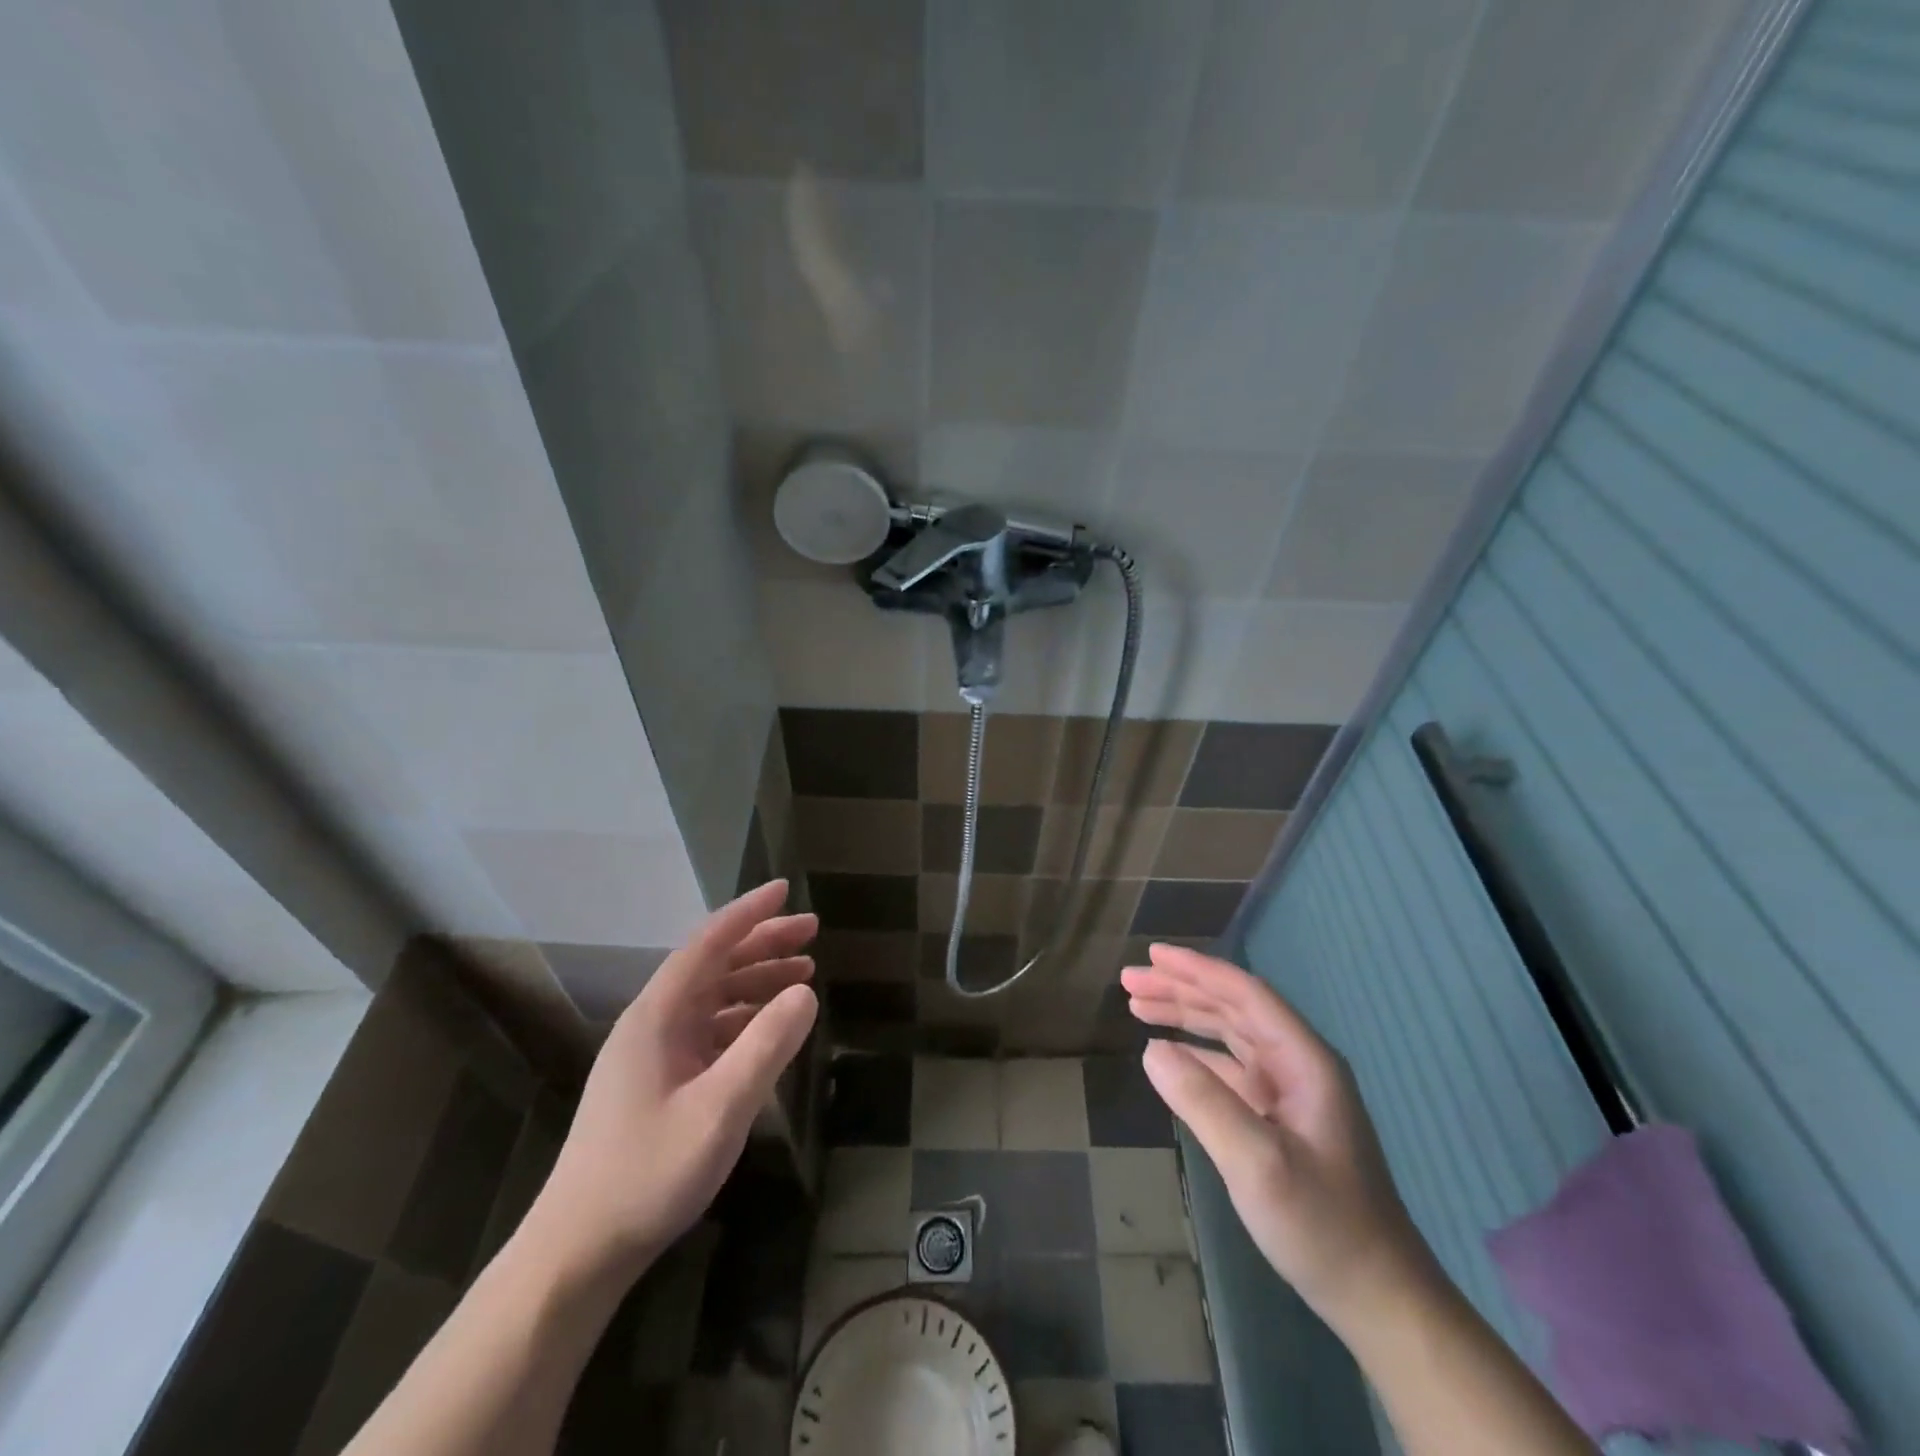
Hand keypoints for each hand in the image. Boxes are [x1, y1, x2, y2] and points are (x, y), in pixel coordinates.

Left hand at [521, 881, 818, 1282]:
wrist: (578, 1251)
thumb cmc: (648, 1173)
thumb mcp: (720, 1108)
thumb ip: (766, 1045)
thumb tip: (806, 990)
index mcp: (658, 1016)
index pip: (708, 943)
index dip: (748, 913)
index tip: (785, 888)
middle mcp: (653, 1023)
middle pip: (713, 965)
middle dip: (763, 943)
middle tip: (812, 932)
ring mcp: (653, 1054)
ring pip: (713, 997)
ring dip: (757, 980)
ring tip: (804, 973)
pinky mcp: (658, 1082)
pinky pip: (709, 1030)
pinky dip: (745, 1018)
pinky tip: (771, 1026)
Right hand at [1124, 945, 1435, 1336]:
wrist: (1379, 1298)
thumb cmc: (1324, 1226)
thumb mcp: (1257, 1163)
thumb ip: (1203, 1101)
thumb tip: (1150, 1050)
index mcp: (1304, 1060)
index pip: (1245, 995)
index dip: (1197, 970)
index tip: (1152, 954)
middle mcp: (1298, 1065)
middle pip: (1233, 1008)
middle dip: (1181, 989)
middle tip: (1129, 979)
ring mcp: (1290, 1093)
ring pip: (1229, 1035)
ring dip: (1185, 1017)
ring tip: (1137, 1005)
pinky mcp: (1280, 1120)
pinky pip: (1230, 1069)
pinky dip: (1196, 1055)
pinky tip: (1168, 1055)